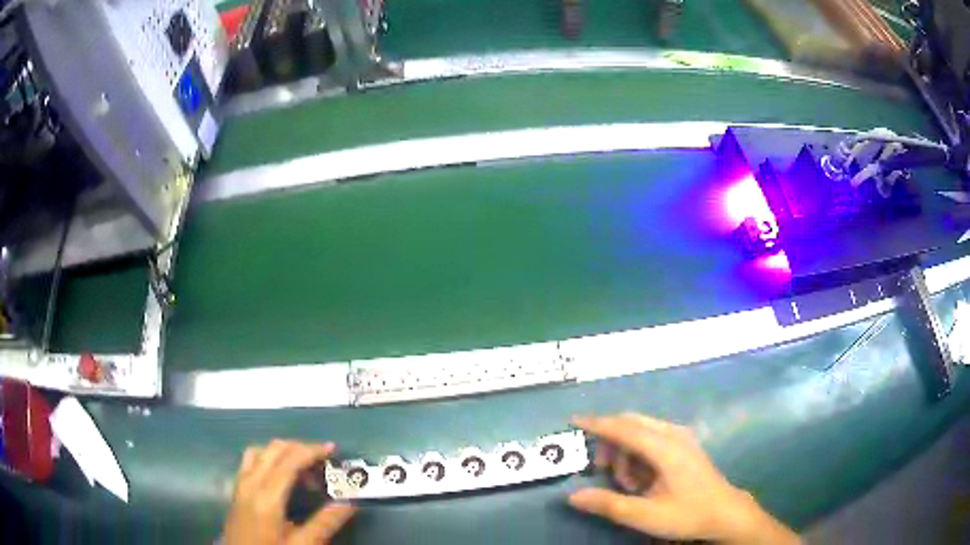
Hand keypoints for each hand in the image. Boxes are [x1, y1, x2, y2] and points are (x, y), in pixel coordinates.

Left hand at [223, 440, 356, 544]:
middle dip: (300, 448)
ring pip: (260, 451)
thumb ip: (324, 523)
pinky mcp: (236, 489)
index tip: (333, 450)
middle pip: (274, 449)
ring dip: (283, 452)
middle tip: (324, 462)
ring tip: (304, 469)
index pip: (289, 460)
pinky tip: (280, 477)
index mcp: (267, 496)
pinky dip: (269, 458)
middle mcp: (250, 482)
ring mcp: (240, 484)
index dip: (312, 450)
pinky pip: (251, 460)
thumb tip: (349, 503)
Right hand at [569, 414, 800, 544]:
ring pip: (641, 431)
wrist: (724, 513)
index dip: (598, 423)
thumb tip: (573, 496)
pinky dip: (638, 454)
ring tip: (627, 485)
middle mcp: (673, 434)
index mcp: (665, 448)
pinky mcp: (684, 445)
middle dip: (611, 442)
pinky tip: (641, 479)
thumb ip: (608, 504)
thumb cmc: (687, 514)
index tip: (574, 421)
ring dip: (625, 452)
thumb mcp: (645, 515)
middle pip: (632, 424)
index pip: (625, 428)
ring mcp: (681, 438)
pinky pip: (652, 438)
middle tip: (602, 470)